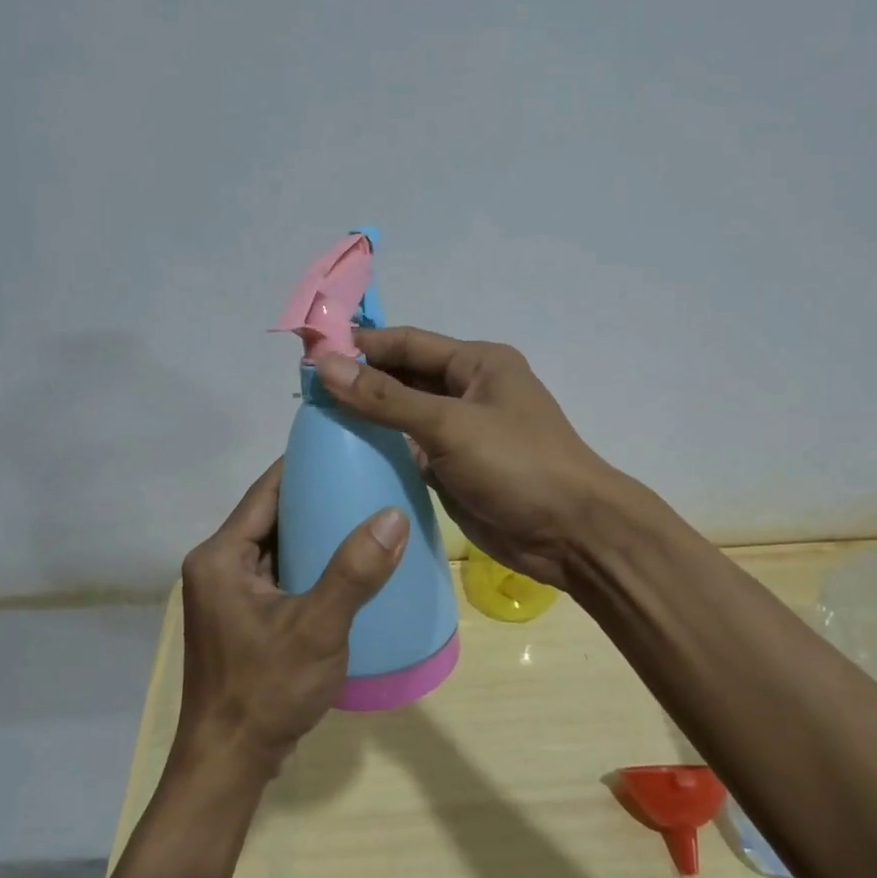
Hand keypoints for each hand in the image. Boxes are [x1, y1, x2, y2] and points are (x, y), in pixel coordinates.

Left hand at [176, 461, 407, 777]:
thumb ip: (354, 572)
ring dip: (313, 529)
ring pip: (276, 545)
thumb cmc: (266, 691)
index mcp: (221, 556)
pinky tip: (346, 562)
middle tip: (366, 477)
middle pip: (271, 515)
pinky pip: (278, 572)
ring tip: (364, 511)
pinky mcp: (242, 617)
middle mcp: (217, 566)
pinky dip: (308, 561)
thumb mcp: (317, 628)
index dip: (304, 463)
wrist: (229, 765)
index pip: (266, 490)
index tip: (347, 445)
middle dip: (315, 495)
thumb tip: (393, 514)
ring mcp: (227, 594)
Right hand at [316, 327, 617, 590]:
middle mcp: (469, 390)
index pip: (408, 343)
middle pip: (404, 377)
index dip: (361, 345)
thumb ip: (386, 398)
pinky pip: (411, 452)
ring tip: (314, 422)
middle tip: (304, 393)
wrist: (571, 533)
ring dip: (368, 418)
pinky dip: (383, 452)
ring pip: (405, 416)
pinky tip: (346, 456)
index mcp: (478, 363)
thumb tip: (325, 365)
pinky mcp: (456, 469)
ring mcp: (463, 432)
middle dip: (360, 381)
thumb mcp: (449, 425)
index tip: (310, 352)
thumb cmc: (517, 465)